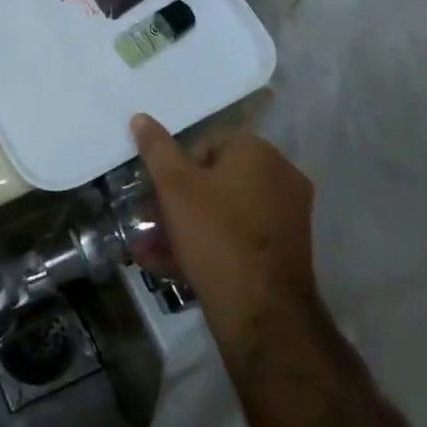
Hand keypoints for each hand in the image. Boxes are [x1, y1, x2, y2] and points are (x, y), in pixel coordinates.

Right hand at [131, 115, 317, 359]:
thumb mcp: (174, 187)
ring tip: (148, 248)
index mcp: (258, 152)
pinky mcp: (285, 251)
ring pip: (223, 213)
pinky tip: (170, 266)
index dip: (175, 168)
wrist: (261, 309)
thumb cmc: (215, 234)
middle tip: (146, 219)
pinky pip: (238, 238)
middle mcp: (279, 177)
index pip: (206, 144)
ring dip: (183, 227)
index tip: (154, 191)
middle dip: (174, 202)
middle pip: (215, 181)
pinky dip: (207, 246)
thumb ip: (156, 149)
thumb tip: (141, 116)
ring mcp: (286, 216)